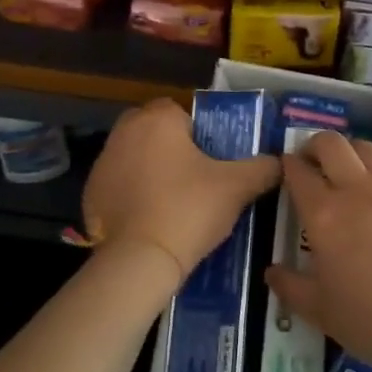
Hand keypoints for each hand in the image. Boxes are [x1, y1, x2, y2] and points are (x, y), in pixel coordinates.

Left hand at [81, 98, 280, 290]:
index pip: (180, 111)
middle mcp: (124, 131)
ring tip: (174, 202)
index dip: (198, 133)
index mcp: (158, 119)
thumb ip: (263, 168)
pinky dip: (132, 195)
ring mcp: (102, 163)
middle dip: (172, 148)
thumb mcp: (237, 187)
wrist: (140, 260)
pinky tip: (150, 219)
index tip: (211, 160)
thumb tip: (280, 162)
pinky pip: (118, 184)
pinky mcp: (90, 193)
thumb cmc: (189, 209)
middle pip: (154, 131)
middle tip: (195, 179)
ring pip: (134, 156)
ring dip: (150, 169)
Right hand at [267, 131, 371, 371]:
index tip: (284, 167)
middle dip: (316, 144)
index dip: (287, 164)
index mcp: (324, 215)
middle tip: (312, 160)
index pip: (298, 173)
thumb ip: (291, 288)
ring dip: (352, 152)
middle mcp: (357, 191)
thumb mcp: (321, 311)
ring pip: (369, 150)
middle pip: (332, 145)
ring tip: (348, 168)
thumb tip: (271, 271)